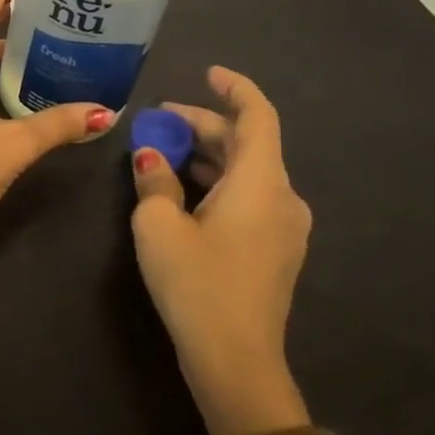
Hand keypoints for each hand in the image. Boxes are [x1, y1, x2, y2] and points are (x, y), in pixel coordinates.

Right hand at [130, 66, 312, 434]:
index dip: (234, 88)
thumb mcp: (160, 227)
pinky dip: (217, 182)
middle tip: (158, 120)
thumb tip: (151, 156)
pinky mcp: (275, 250)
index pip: (258, 117)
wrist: (236, 362)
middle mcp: (282, 197)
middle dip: (204, 125)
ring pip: (247, 172)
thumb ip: (154, 182)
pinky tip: (182, 190)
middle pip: (248, 143)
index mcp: (261, 183)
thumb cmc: (197, 285)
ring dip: (207, 155)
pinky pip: (248, 197)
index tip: (207, 73)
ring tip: (161, 152)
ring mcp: (284, 227)